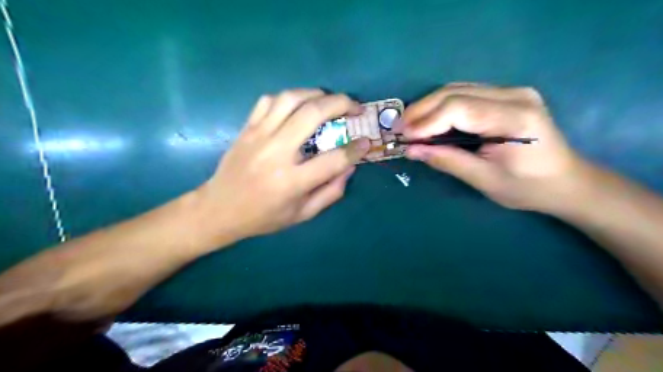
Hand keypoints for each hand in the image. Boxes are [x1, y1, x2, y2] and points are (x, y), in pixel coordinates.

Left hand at [196, 89, 371, 241]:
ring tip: (330, 100)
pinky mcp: (247, 128)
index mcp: (291, 181)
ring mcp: (258, 136)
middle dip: (341, 104)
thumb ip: (330, 192)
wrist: (219, 209)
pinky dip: (289, 97)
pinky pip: (268, 100)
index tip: (366, 143)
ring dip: (316, 94)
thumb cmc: (263, 217)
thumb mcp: (302, 214)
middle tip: (355, 106)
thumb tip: (350, 167)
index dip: (356, 149)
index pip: (334, 159)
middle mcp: (276, 153)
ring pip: (290, 99)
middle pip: (313, 114)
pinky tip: (299, 105)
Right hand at [402, 82, 581, 211]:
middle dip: (421, 110)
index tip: (403, 136)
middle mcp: (515, 95)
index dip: (426, 121)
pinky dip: (441, 107)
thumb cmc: (527, 188)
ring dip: (428, 106)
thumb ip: (447, 160)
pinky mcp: (506, 95)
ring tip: (409, 125)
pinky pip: (465, 94)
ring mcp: (512, 91)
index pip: (459, 108)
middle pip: (455, 92)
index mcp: (515, 118)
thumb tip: (411, 150)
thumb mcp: (484, 180)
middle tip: (398, 128)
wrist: (566, 181)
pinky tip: (429, 120)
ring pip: (457, 89)